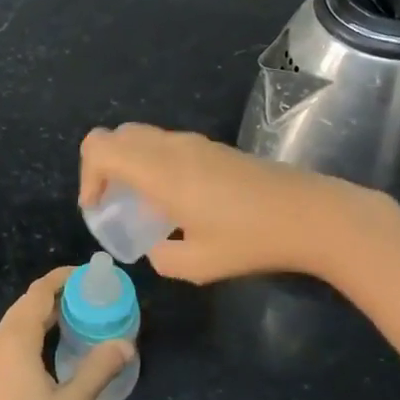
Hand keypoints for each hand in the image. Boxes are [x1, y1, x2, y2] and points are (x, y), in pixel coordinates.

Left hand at [0, 267, 135, 399]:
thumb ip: (98, 370)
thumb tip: (126, 344)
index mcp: (14, 339)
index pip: (38, 293)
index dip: (62, 278)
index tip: (88, 275)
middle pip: (26, 305)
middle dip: (56, 295)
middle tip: (90, 297)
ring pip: (16, 323)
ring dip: (44, 315)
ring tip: (77, 318)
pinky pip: (10, 340)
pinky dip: (32, 332)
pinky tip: (52, 348)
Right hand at [79, 123, 383, 283]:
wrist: (312, 215)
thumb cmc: (251, 239)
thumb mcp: (197, 264)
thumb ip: (161, 257)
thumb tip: (154, 247)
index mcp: (159, 170)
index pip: (99, 147)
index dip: (87, 176)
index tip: (98, 209)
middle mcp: (172, 147)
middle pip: (117, 135)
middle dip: (103, 167)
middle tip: (113, 203)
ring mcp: (195, 143)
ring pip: (142, 137)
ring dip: (129, 164)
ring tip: (143, 205)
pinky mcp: (214, 148)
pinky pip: (166, 145)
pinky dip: (153, 164)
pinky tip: (176, 200)